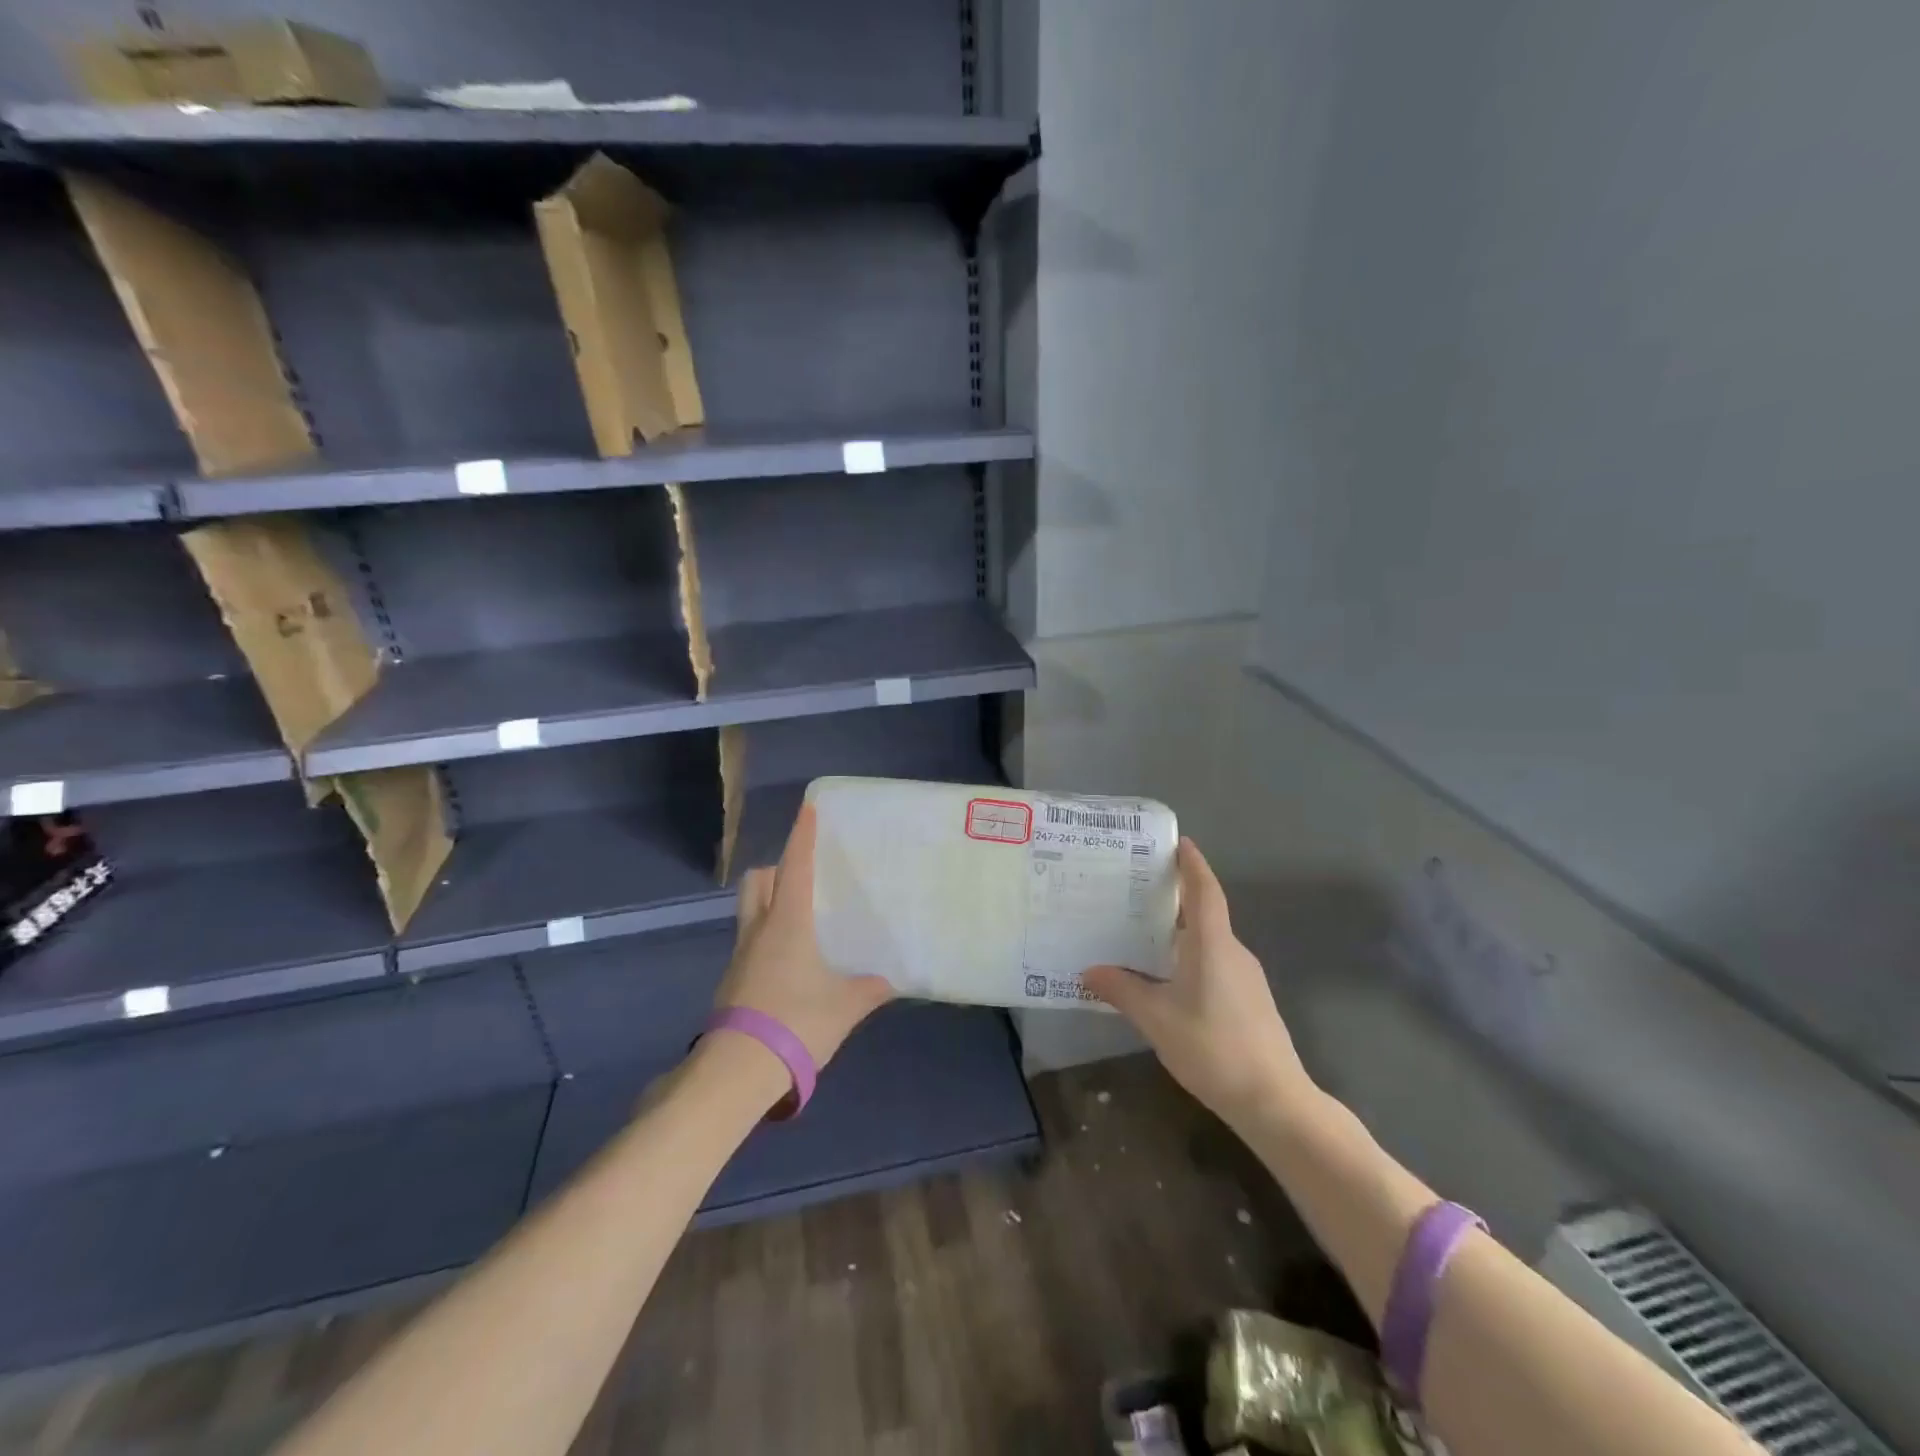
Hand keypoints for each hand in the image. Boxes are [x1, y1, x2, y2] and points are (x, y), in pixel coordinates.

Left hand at [715, 804, 893, 1067]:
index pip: (794, 867)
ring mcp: (741, 955)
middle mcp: (759, 929)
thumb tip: (892, 980)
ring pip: (750, 909)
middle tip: (803, 873)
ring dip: (769, 900)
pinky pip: (750, 939)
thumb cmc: (796, 1022)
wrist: (738, 1070)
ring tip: (800, 916)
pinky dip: (767, 934)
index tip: (808, 808)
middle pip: (758, 881)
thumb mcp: (845, 1006)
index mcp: (787, 923)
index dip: (802, 835)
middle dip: (776, 867)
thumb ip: (870, 988)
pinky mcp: (732, 980)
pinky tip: (790, 960)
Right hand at [1083, 838, 1317, 1130]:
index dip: (1192, 864)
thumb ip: (1121, 990)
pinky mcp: (1250, 1000)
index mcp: (1213, 944)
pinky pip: (1215, 963)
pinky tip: (1167, 976)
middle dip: (1174, 897)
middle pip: (1204, 912)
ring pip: (1209, 941)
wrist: (1274, 1101)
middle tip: (1135, 889)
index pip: (1204, 890)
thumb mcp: (1157, 1019)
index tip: (1178, 842)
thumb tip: (1088, 971)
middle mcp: (1233, 951)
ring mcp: (1246, 977)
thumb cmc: (1213, 1049)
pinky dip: (1190, 956)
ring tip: (1141, 931)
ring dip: (1179, 931)